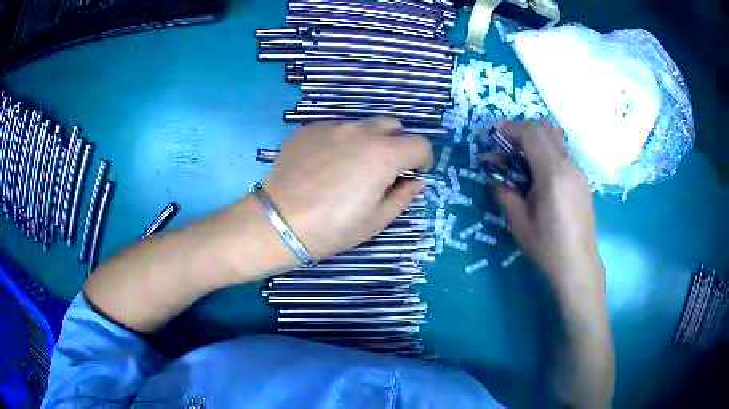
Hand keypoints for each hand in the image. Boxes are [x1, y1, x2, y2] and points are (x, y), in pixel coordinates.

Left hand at [262, 117, 432, 260]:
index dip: (422, 161)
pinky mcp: (308, 130)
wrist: (279, 222)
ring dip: (367, 142)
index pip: (420, 144)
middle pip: (393, 126)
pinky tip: (323, 167)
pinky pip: (335, 130)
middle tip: (382, 171)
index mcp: (384, 154)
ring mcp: (332, 127)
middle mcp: (361, 131)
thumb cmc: (333, 228)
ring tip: (348, 169)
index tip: (411, 176)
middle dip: (396, 145)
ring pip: (362, 126)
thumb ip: (403, 197)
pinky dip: (339, 143)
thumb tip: (416, 182)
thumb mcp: (376, 221)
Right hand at [482, 120, 603, 289]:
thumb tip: (490, 168)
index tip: (492, 136)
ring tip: (520, 157)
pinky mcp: (582, 178)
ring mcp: (578, 170)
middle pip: (544, 128)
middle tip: (504, 144)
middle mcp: (568, 165)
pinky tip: (539, 172)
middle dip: (521, 129)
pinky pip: (562, 152)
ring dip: (535, 138)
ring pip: (555, 138)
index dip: (509, 129)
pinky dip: (546, 150)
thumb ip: (504, 190)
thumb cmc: (547, 246)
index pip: (531, 133)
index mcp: (552, 174)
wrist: (578, 263)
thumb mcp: (519, 221)